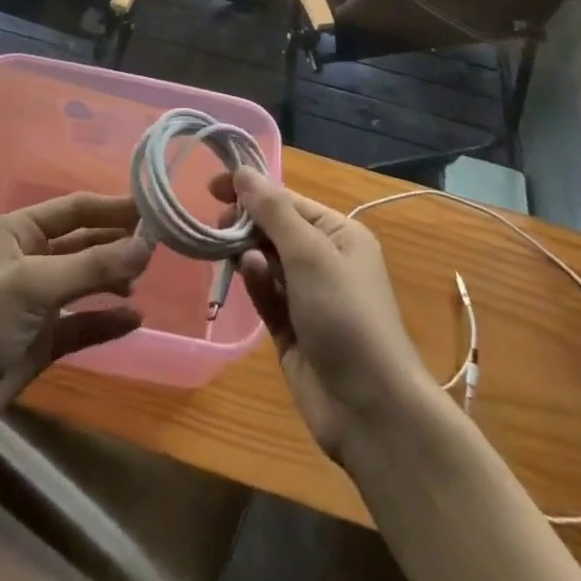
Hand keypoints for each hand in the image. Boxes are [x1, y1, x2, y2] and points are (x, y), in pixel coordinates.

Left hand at [0, 193, 150, 448]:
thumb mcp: (35, 284)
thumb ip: (93, 266)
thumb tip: (147, 245)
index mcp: (20, 231)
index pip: (75, 209)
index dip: (112, 207)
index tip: (154, 209)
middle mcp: (30, 259)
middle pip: (84, 242)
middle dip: (117, 242)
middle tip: (159, 246)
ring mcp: (37, 301)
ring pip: (86, 281)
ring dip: (113, 278)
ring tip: (143, 279)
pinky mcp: (43, 340)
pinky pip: (83, 322)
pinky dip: (107, 319)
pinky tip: (134, 319)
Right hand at [213, 169, 430, 461]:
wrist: (369, 408)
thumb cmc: (344, 315)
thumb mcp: (309, 253)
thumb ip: (272, 210)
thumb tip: (243, 172)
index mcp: (339, 234)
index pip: (287, 201)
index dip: (251, 191)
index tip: (211, 187)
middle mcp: (325, 260)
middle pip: (274, 229)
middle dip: (247, 224)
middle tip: (218, 226)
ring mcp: (307, 296)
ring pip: (265, 261)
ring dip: (249, 255)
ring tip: (238, 258)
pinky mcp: (291, 329)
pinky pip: (266, 294)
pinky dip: (256, 284)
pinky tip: (249, 278)